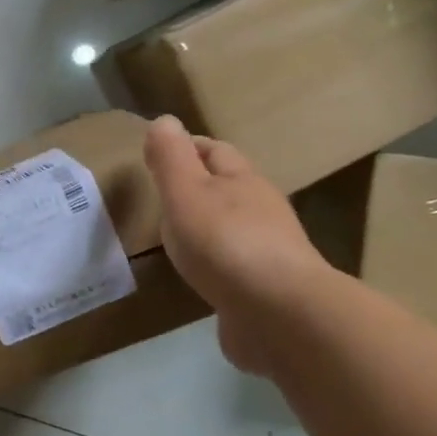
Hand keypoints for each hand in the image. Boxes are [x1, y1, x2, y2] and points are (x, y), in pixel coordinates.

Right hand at [144, 117, 328, 375]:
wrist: (280, 315)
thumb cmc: (226, 243)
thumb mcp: (186, 193)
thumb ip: (171, 158)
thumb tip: (164, 120)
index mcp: (243, 181)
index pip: (214, 150)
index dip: (186, 147)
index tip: (156, 155)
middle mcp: (261, 210)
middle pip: (228, 188)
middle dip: (198, 187)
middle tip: (162, 197)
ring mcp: (268, 251)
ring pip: (232, 227)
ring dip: (207, 227)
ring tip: (175, 237)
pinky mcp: (266, 289)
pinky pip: (235, 266)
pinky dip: (215, 263)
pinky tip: (199, 276)